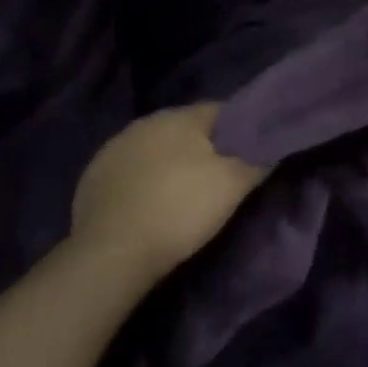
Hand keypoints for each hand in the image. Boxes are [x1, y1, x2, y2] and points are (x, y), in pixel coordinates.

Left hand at [70, 104, 264, 281]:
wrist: (111, 255)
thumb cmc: (180, 209)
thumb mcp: (233, 184)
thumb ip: (258, 158)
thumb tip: (274, 143)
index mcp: (180, 115)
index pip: (221, 111)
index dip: (240, 130)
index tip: (250, 152)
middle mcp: (146, 122)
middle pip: (187, 128)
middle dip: (204, 145)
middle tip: (220, 175)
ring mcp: (113, 148)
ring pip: (156, 148)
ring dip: (170, 162)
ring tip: (184, 193)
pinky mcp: (92, 178)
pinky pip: (130, 171)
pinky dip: (144, 181)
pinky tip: (150, 205)